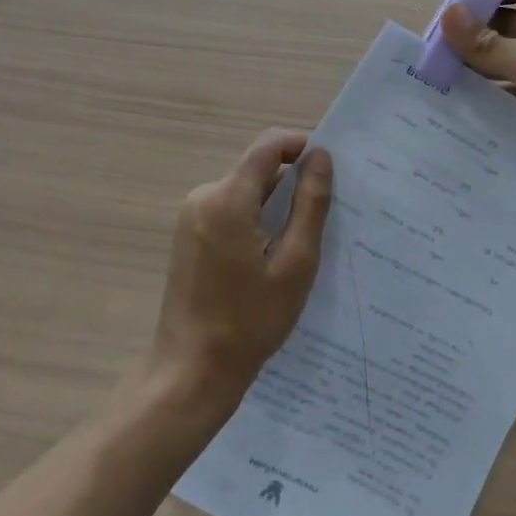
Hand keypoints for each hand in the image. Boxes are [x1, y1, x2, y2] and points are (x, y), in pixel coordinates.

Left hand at [148, 128, 333, 416]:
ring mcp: (191, 216)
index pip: (267, 145)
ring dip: (274, 206)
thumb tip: (320, 156)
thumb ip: (310, 204)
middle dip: (291, 184)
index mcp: (228, 199)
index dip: (300, 145)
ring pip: (244, 192)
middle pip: (257, 170)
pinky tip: (270, 258)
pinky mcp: (187, 235)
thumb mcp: (295, 263)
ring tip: (300, 244)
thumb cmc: (249, 321)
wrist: (191, 371)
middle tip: (324, 218)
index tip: (328, 168)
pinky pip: (229, 211)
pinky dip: (254, 221)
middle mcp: (204, 197)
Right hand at [441, 0, 515, 198]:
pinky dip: (495, 87)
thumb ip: (489, 44)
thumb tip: (446, 15)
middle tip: (431, 45)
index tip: (444, 8)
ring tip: (437, 71)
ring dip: (481, 61)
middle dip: (475, 30)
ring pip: (512, 53)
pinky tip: (462, 97)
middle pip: (510, 19)